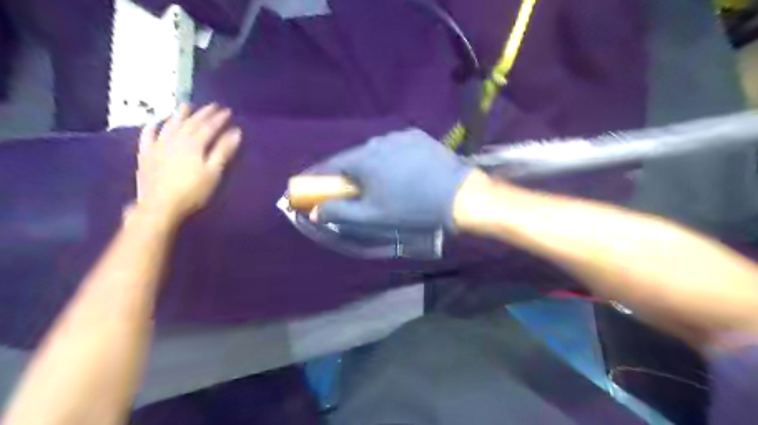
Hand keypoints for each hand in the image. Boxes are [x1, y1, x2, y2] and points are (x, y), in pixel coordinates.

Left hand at [135, 103, 242, 224]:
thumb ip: (223, 151)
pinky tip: (156, 121)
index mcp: (194, 144)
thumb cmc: (192, 191)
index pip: (209, 126)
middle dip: (203, 113)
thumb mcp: (213, 172)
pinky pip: (148, 135)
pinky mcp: (146, 154)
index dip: (219, 118)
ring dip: (179, 114)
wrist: (160, 206)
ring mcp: (158, 145)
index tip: (228, 111)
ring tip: (186, 105)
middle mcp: (176, 139)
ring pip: (170, 124)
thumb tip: (236, 132)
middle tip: (212, 106)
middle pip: (191, 122)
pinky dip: (153, 126)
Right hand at [312, 128, 472, 230]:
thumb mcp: (372, 217)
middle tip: (350, 190)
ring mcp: (400, 135)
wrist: (459, 196)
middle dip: (347, 174)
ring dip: (370, 165)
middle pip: (353, 157)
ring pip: (375, 152)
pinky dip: (390, 159)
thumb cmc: (412, 209)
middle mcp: (378, 140)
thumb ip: (339, 213)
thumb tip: (314, 211)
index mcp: (364, 159)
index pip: (330, 165)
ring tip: (379, 182)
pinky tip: (401, 172)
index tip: (308, 185)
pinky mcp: (418, 136)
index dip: (317, 177)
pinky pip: (395, 147)